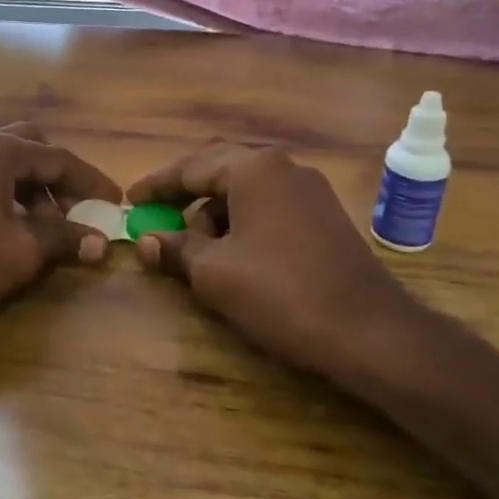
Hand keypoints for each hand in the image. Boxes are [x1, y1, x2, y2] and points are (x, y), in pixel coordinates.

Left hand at [0, 123, 121, 348]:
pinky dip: (7, 196)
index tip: (117, 205)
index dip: (92, 182)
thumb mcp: (19, 254)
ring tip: (47, 230)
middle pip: (30, 148)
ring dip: (33, 189)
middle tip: (78, 212)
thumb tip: (99, 241)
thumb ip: (63, 239)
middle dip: (59, 178)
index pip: (58, 157)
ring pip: (4, 165)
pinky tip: (12, 230)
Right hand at [128, 143, 430, 379]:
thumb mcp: (214, 273)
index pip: (190, 168)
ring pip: (246, 190)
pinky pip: (269, 206)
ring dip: (214, 212)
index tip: (130, 200)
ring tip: (196, 249)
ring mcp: (309, 190)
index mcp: (254, 169)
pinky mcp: (325, 216)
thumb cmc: (279, 293)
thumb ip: (176, 249)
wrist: (367, 330)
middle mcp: (284, 167)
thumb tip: (147, 241)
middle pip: (219, 170)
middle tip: (157, 216)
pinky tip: (234, 254)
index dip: (156, 186)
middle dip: (185, 195)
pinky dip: (242, 222)